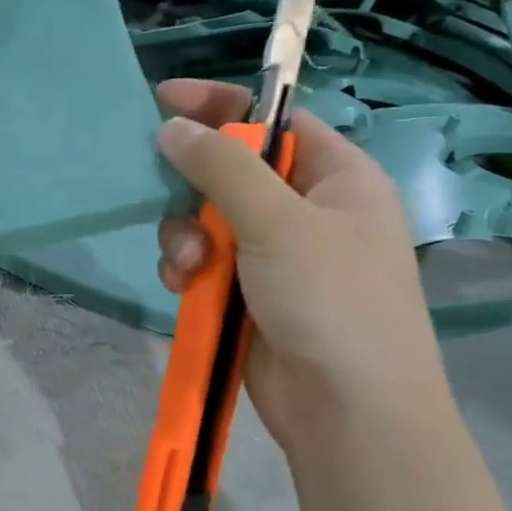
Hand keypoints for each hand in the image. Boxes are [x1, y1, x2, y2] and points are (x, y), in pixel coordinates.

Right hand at [154, 79, 447, 449]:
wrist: (347, 410)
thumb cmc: (331, 301)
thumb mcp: (278, 223)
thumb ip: (221, 169)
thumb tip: (171, 128)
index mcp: (335, 176)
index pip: (273, 121)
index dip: (221, 106)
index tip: (164, 100)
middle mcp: (306, 210)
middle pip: (229, 173)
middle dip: (193, 191)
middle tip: (177, 210)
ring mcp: (276, 255)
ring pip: (207, 221)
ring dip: (185, 238)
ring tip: (187, 268)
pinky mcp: (248, 294)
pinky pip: (204, 263)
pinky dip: (188, 270)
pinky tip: (183, 287)